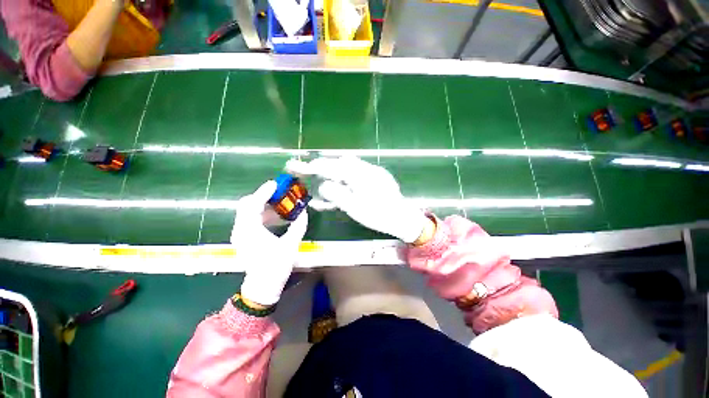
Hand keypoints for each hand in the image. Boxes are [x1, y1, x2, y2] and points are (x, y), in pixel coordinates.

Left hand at [231, 181, 308, 305]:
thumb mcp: (291, 244)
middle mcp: (240, 230)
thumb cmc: (276, 266)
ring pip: (247, 211)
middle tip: (278, 192)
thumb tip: (304, 212)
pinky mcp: (242, 237)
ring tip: (279, 202)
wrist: (263, 285)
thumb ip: (298, 226)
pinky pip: (249, 219)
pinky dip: (261, 213)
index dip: (264, 192)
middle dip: (261, 196)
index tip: (275, 184)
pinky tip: (275, 216)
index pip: (253, 204)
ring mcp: (239, 234)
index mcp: (250, 231)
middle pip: (246, 205)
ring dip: (262, 204)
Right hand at [286, 156, 429, 242]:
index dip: (314, 166)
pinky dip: (345, 179)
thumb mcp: (354, 207)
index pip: (331, 166)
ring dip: (335, 173)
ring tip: (325, 183)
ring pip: (348, 168)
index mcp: (359, 174)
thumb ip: (336, 194)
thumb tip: (323, 185)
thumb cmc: (378, 215)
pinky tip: (340, 187)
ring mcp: (372, 172)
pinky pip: (356, 175)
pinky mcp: (376, 178)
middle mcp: (366, 169)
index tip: (298, 165)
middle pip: (339, 163)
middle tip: (311, 172)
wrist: (403, 218)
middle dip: (324, 167)